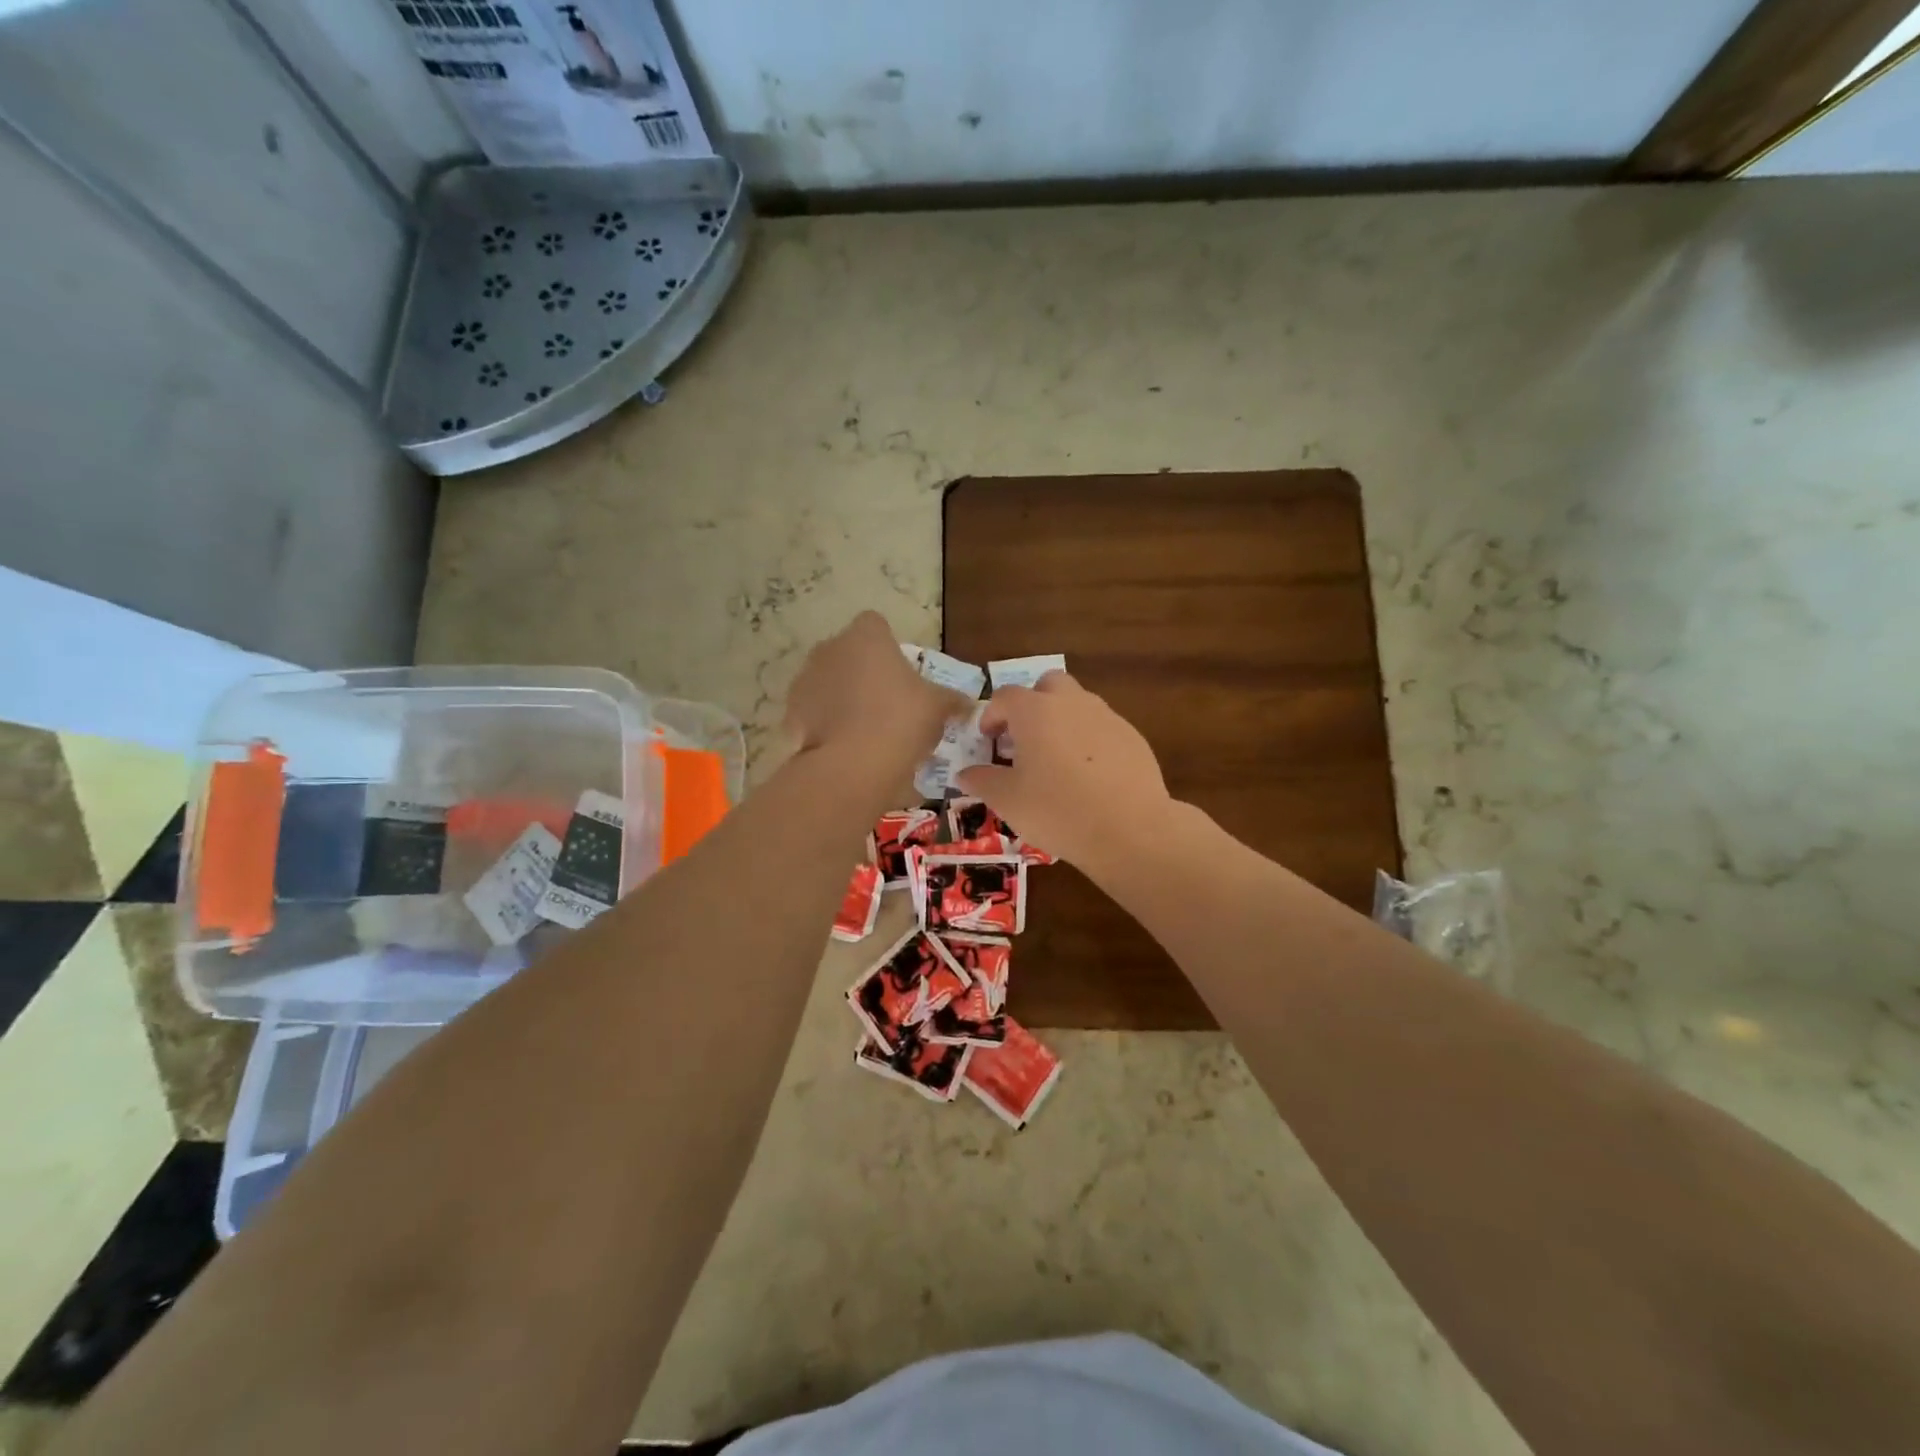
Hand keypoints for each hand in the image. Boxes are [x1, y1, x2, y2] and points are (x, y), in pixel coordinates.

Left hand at [785, 612, 967, 772]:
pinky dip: (825, 722)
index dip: (888, 647)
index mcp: (867, 636)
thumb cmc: (901, 721)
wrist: (853, 765)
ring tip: (864, 729)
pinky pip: (813, 711)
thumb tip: (968, 704)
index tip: (900, 673)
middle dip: (863, 672)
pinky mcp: (791, 711)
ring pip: (828, 681)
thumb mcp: (938, 708)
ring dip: (841, 696)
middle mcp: (830, 648)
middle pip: (849, 653)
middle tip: (887, 703)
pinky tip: (844, 745)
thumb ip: (952, 700)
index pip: (875, 625)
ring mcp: (805, 678)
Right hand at [955, 672, 1172, 869]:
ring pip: (1078, 704)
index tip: (988, 740)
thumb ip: (982, 781)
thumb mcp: (1008, 801)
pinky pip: (1103, 728)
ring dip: (1062, 721)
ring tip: (1056, 760)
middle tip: (1024, 738)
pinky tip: (1089, 777)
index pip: (1005, 697)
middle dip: (1032, 704)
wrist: (1130, 830)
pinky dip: (1089, 741)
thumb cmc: (1058, 810)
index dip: (992, 715)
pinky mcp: (1133, 737)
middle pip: (1048, 684)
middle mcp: (1072, 703)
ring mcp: (1107, 717)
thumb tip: (965, 774)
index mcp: (1036, 711)